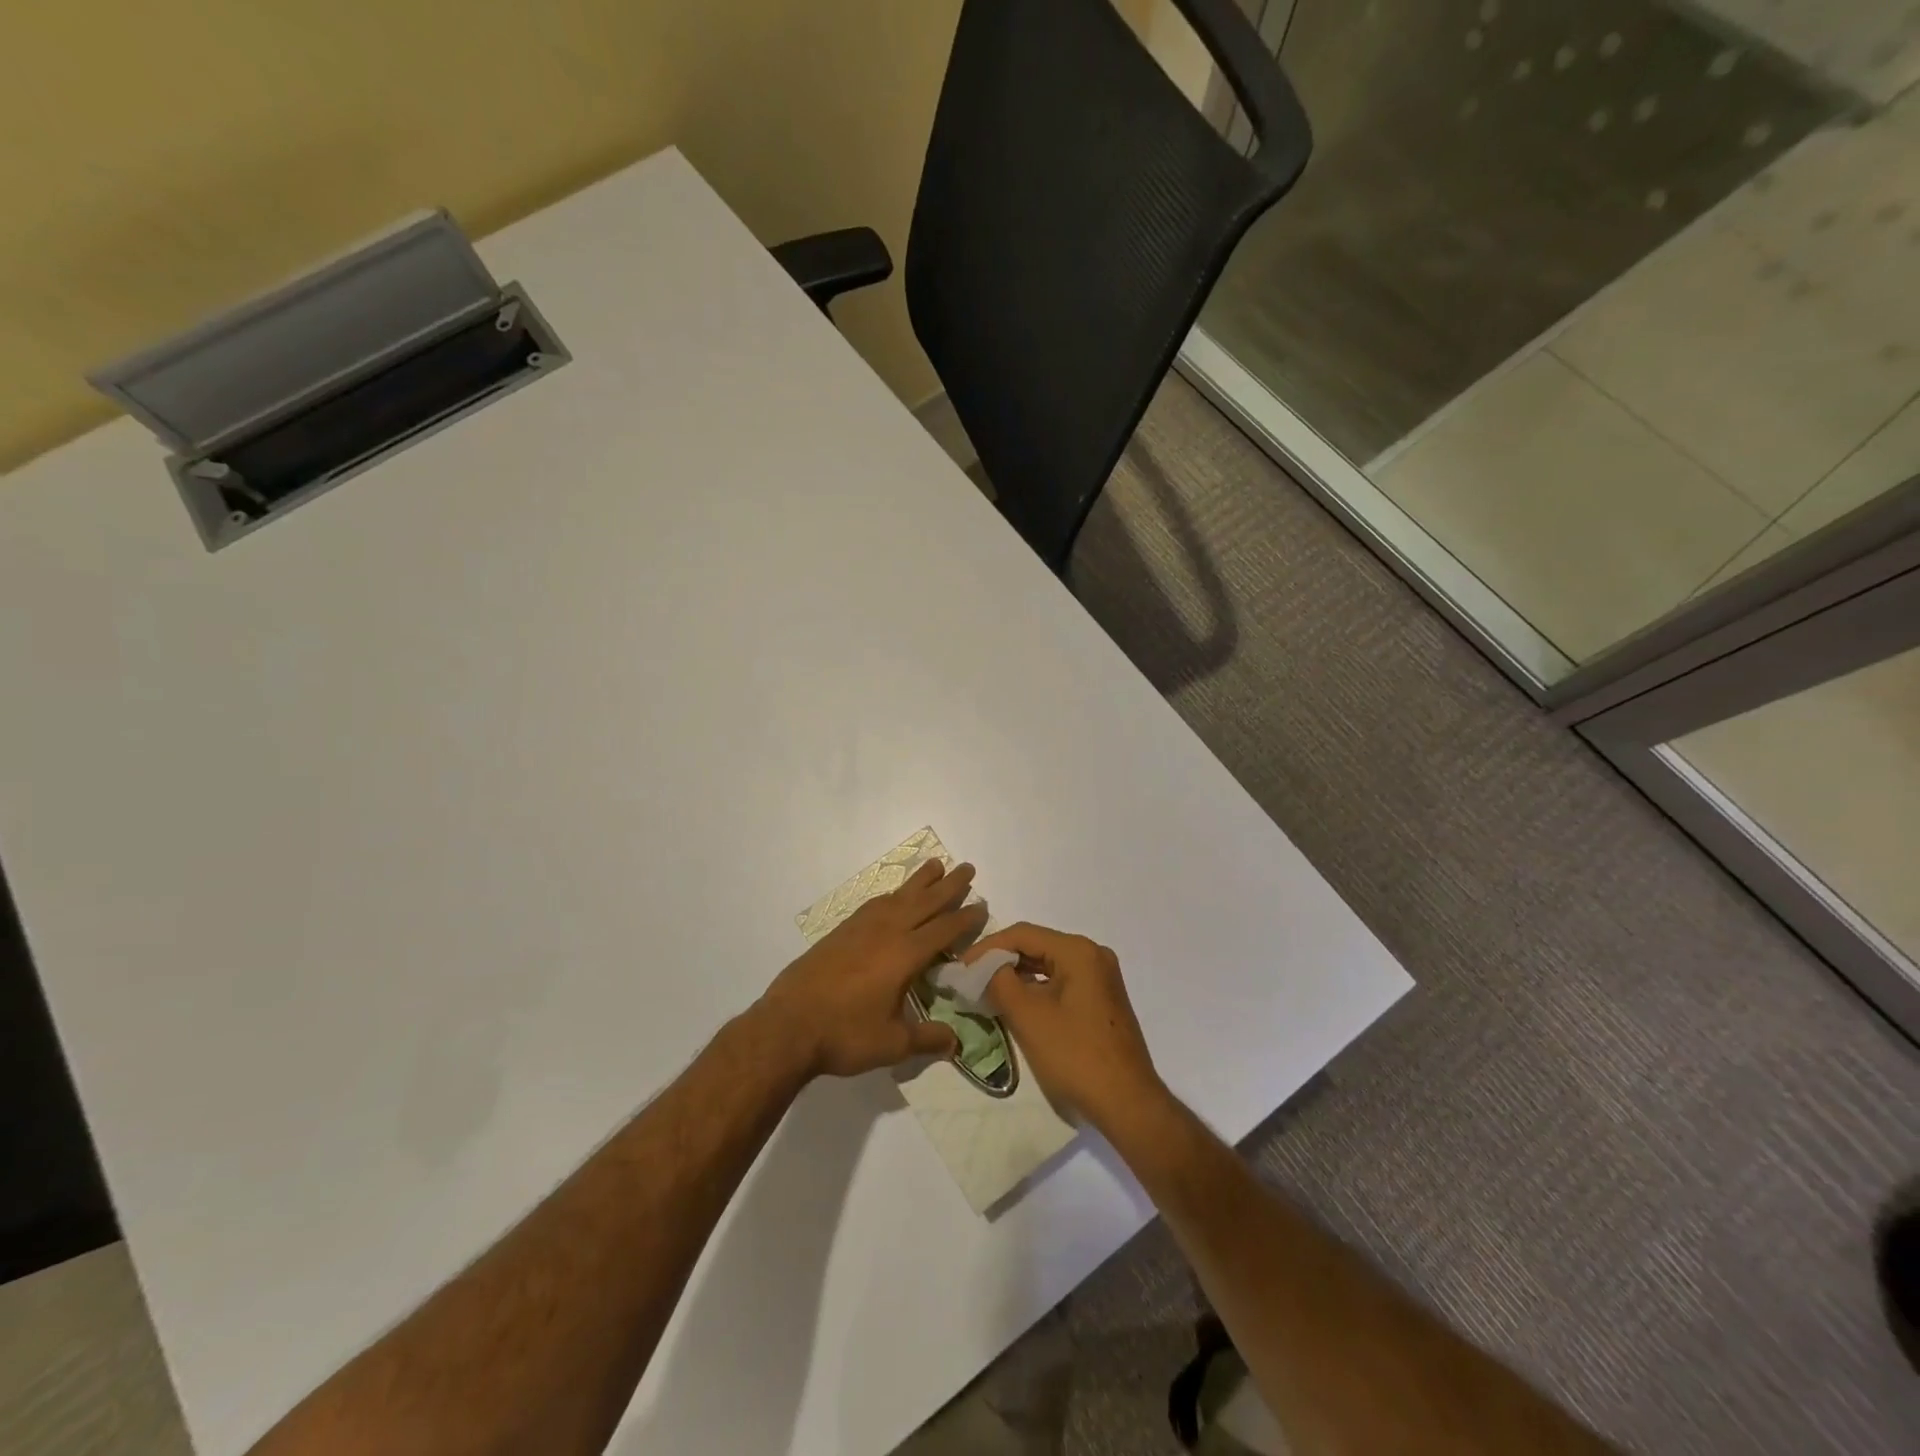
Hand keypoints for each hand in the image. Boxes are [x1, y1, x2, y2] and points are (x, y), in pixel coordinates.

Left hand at [756, 859, 983, 1077]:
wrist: (788, 1025)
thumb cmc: (844, 1035)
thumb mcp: (892, 1044)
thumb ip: (926, 1039)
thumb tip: (955, 1042)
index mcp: (905, 955)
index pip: (944, 929)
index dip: (966, 917)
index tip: (982, 905)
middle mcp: (887, 932)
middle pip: (925, 902)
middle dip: (949, 885)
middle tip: (967, 867)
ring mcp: (861, 928)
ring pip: (898, 896)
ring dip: (920, 881)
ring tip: (935, 865)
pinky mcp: (841, 931)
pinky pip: (875, 903)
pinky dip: (892, 894)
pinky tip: (894, 896)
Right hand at [966, 923, 1162, 1130]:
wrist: (1127, 1103)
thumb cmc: (1075, 1056)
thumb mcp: (1028, 1016)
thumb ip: (999, 982)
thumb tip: (982, 968)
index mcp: (1078, 951)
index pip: (1023, 934)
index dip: (987, 948)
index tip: (960, 967)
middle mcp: (1093, 955)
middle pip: (1036, 946)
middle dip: (1000, 961)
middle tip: (969, 979)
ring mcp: (1101, 978)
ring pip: (1048, 966)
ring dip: (1017, 976)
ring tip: (985, 991)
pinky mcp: (1101, 1000)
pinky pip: (1061, 983)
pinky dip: (1036, 990)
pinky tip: (1015, 1005)